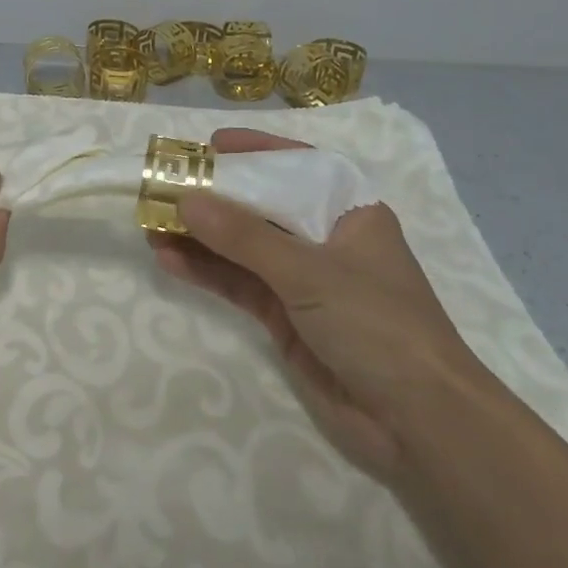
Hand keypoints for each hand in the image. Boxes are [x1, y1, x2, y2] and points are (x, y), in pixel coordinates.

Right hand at [149, 128, 495, 480]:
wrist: (417, 422)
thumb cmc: (378, 325)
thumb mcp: (310, 272)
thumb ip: (244, 237)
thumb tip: (185, 200)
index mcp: (349, 213)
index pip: (298, 168)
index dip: (255, 153)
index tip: (210, 146)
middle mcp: (325, 240)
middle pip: (263, 208)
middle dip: (215, 198)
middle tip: (164, 186)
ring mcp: (304, 281)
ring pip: (244, 248)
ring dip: (201, 237)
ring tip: (150, 224)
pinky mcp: (286, 318)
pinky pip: (240, 284)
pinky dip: (207, 272)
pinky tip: (169, 260)